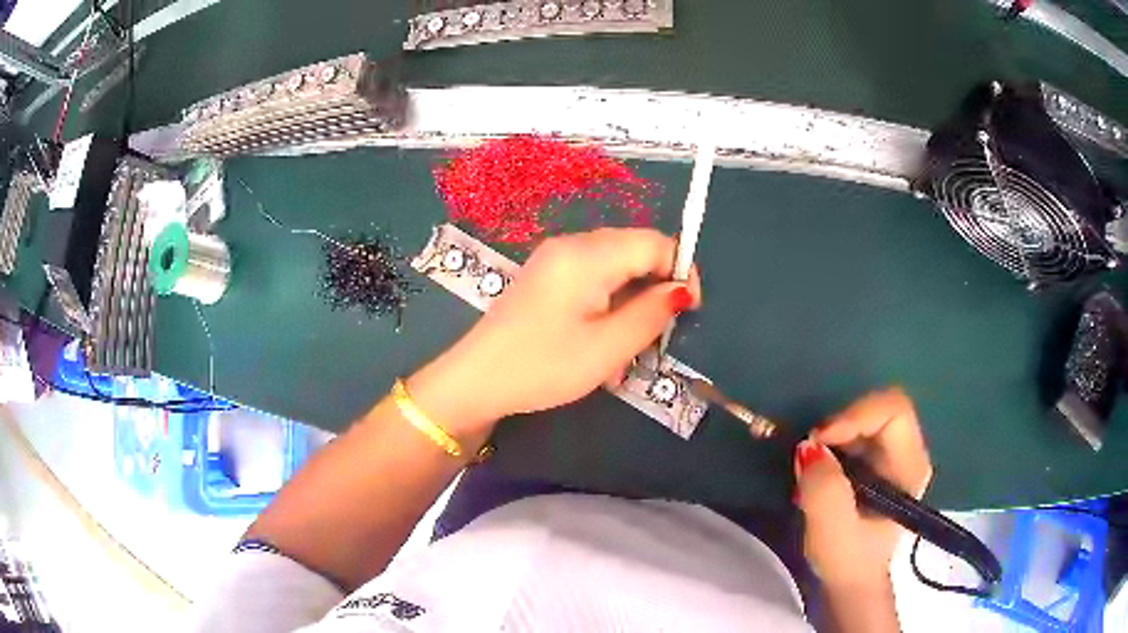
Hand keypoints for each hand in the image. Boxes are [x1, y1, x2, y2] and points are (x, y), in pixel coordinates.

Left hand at [408, 228, 701, 438]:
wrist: (476, 381)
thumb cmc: (543, 366)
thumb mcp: (608, 347)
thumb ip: (652, 313)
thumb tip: (681, 290)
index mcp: (588, 254)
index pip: (655, 242)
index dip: (681, 271)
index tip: (688, 312)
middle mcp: (572, 245)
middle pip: (635, 252)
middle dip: (654, 291)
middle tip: (654, 338)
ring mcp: (555, 259)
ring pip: (616, 270)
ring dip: (630, 305)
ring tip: (623, 353)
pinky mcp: (546, 277)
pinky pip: (592, 280)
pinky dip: (607, 307)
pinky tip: (599, 344)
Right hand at [794, 387, 932, 588]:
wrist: (852, 580)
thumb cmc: (848, 560)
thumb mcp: (831, 531)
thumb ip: (823, 489)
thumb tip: (808, 447)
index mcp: (910, 467)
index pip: (894, 411)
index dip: (856, 415)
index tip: (818, 440)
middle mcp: (909, 453)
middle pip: (881, 409)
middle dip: (842, 423)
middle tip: (811, 450)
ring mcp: (895, 456)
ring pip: (867, 418)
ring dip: (836, 434)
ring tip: (812, 465)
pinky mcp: (878, 461)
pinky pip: (857, 432)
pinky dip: (834, 442)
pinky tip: (820, 469)